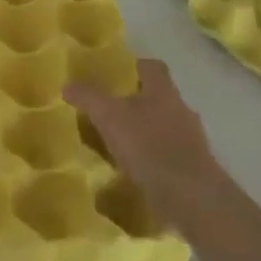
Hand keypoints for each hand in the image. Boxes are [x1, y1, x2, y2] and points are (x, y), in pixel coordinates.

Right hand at [65, 59, 226, 235]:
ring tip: (118, 143)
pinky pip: (167, 154)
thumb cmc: (148, 146)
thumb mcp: (109, 117)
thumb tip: (68, 84)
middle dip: (136, 101)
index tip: (115, 74)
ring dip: (144, 131)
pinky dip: (152, 157)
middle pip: (158, 97)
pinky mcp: (192, 167)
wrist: (189, 194)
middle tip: (109, 110)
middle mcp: (181, 109)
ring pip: (163, 126)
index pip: (152, 67)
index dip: (134, 66)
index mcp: (163, 91)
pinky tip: (134, 169)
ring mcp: (190, 139)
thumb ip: (89, 98)